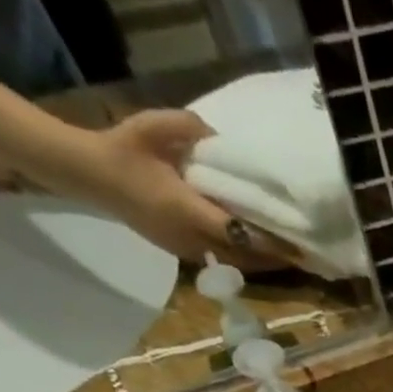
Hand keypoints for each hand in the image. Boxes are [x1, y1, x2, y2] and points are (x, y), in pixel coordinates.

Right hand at [16, 111, 298, 269]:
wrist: (87, 175)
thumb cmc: (121, 149)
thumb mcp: (152, 127)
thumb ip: (188, 127)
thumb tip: (220, 135)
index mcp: (186, 210)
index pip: (237, 233)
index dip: (269, 242)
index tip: (297, 245)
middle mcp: (192, 238)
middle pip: (245, 257)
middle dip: (275, 258)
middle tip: (305, 253)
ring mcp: (188, 250)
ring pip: (237, 264)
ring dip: (264, 263)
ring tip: (291, 256)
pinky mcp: (185, 253)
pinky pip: (225, 260)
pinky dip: (246, 258)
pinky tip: (262, 250)